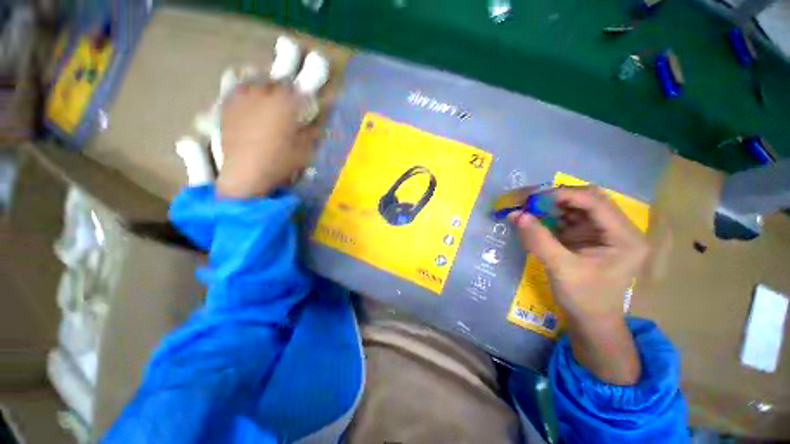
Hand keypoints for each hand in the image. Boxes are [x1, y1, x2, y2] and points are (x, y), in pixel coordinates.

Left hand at [216, 83, 318, 198]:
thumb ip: (311, 135)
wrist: (246, 172)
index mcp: (284, 105)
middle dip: (283, 89)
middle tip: (287, 100)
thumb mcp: (303, 151)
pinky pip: (236, 92)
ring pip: (253, 83)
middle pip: (274, 83)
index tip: (306, 102)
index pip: (297, 90)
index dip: (303, 95)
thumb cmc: (279, 162)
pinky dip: (244, 93)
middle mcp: (262, 95)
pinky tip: (247, 102)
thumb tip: (317, 127)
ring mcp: (242, 99)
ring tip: (266, 97)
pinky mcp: (226, 108)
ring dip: (262, 87)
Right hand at [507, 186, 648, 323]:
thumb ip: (539, 240)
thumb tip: (516, 214)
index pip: (595, 202)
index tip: (533, 198)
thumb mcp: (561, 269)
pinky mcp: (588, 237)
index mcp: (625, 237)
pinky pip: (567, 218)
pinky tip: (534, 220)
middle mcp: (617, 229)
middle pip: (587, 200)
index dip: (563, 195)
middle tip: (529, 202)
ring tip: (527, 209)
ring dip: (550, 206)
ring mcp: (602, 232)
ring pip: (575, 206)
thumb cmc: (584, 298)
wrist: (590, 321)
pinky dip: (549, 216)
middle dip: (556, 198)